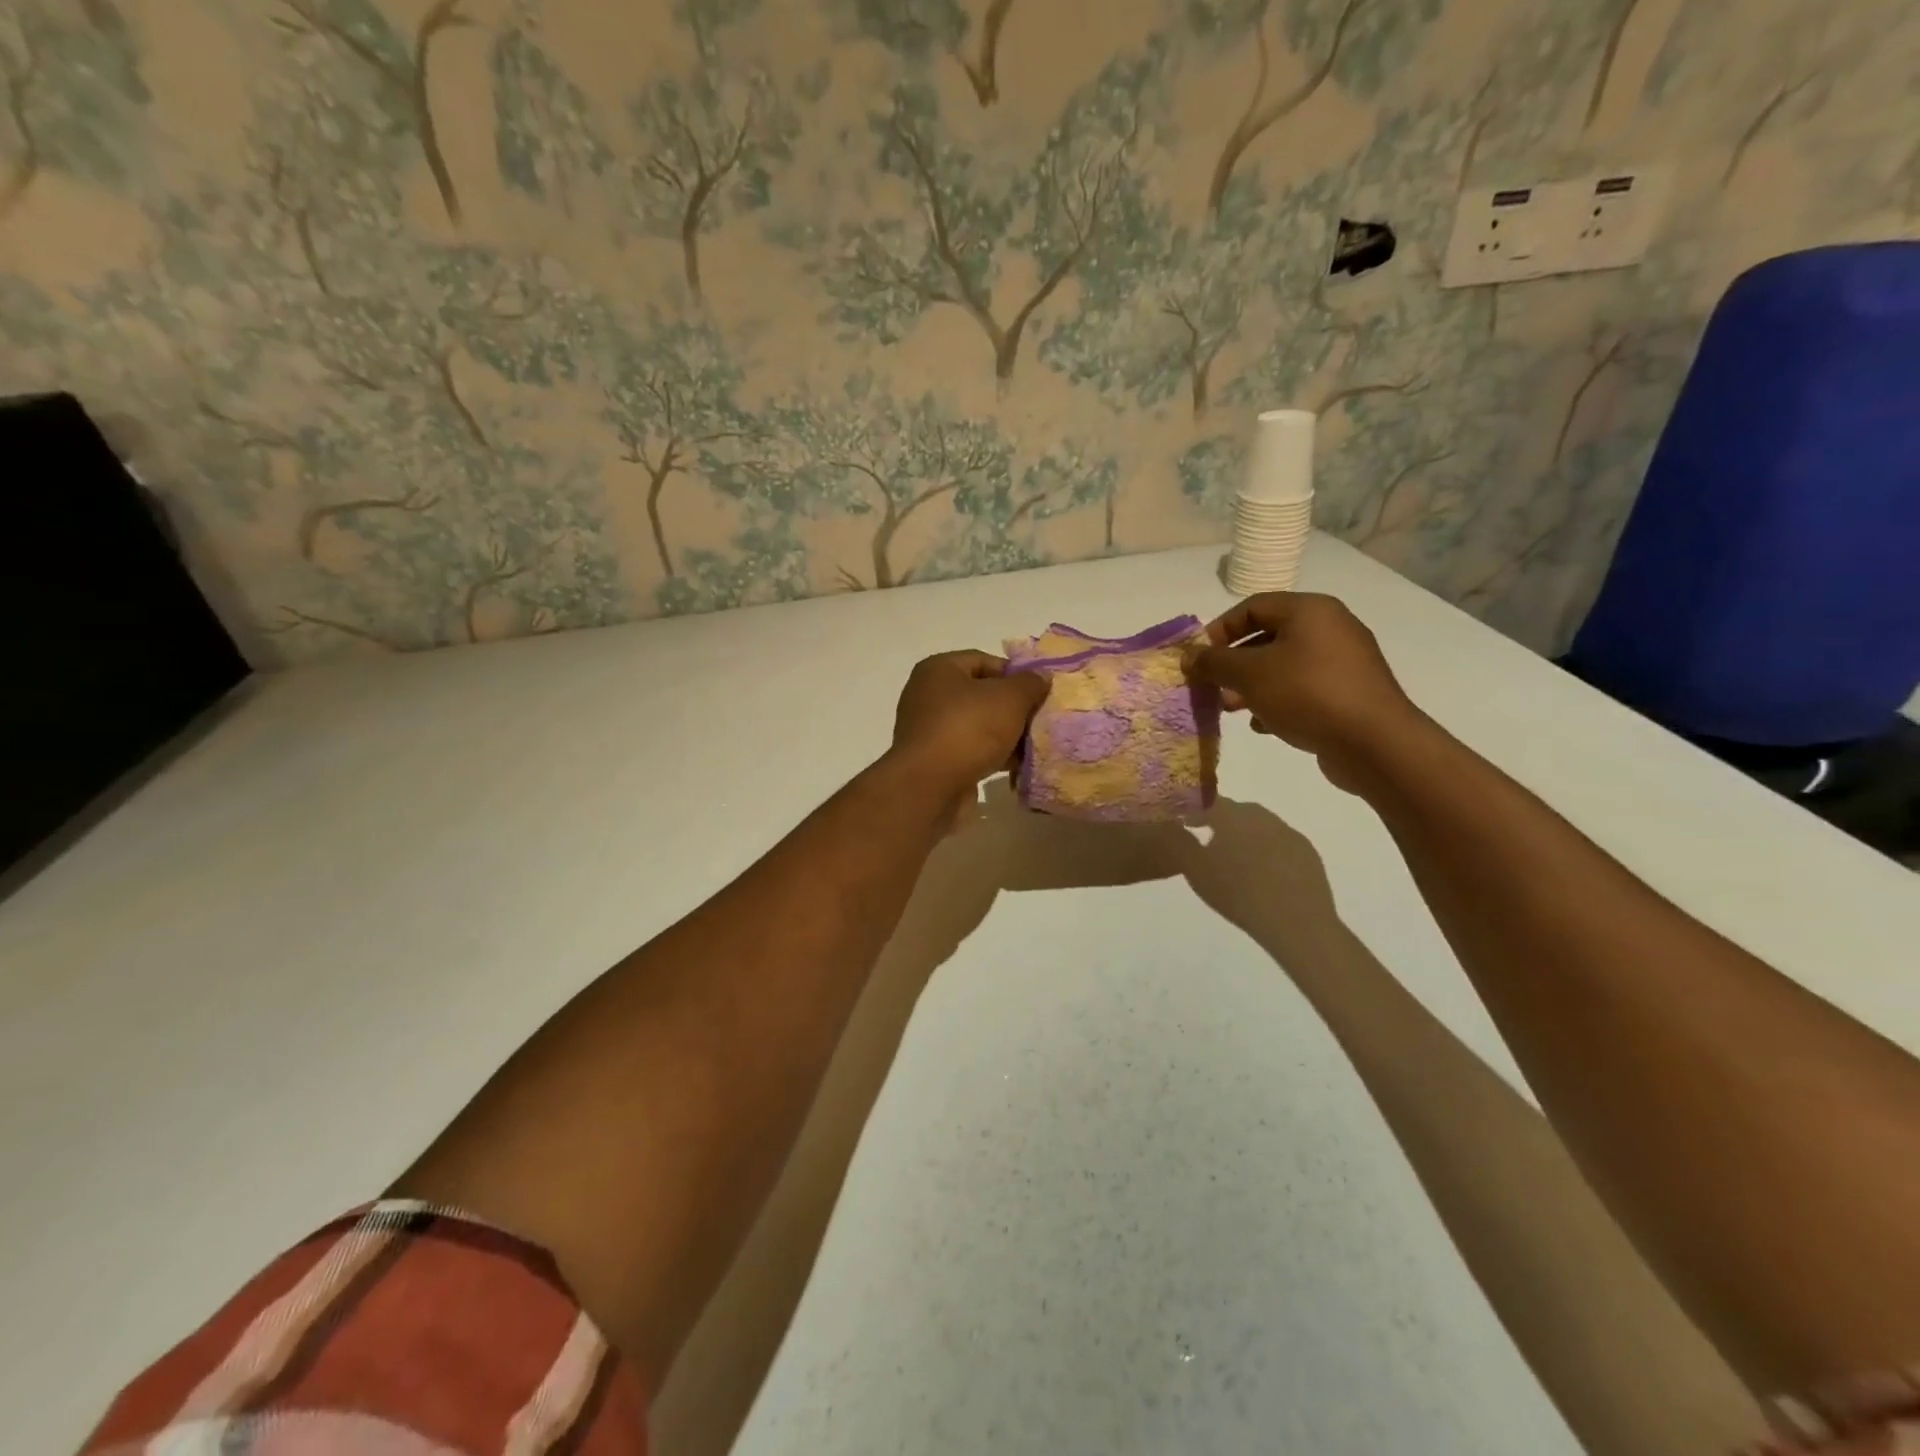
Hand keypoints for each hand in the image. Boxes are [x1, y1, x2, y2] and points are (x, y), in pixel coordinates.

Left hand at [889, 651, 1049, 798]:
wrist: (929, 787)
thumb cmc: (968, 730)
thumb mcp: (1009, 699)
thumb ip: (1030, 684)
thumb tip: (1041, 677)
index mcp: (939, 669)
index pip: (984, 660)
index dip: (1015, 674)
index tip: (1040, 692)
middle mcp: (928, 695)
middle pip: (982, 694)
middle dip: (1013, 708)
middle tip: (1040, 720)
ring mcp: (929, 730)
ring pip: (978, 726)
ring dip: (1006, 735)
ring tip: (1034, 746)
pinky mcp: (934, 761)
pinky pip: (970, 751)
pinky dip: (992, 756)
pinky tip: (1016, 767)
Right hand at [1176, 798, 1338, 948]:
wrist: (1296, 922)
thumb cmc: (1238, 894)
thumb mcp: (1195, 871)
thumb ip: (1180, 843)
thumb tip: (1171, 825)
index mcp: (1232, 816)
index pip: (1207, 801)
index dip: (1192, 809)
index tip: (1183, 823)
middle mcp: (1261, 816)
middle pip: (1236, 811)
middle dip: (1220, 820)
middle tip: (1207, 838)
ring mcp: (1288, 832)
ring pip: (1259, 825)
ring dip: (1244, 834)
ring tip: (1234, 857)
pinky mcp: (1307, 852)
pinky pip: (1279, 842)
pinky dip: (1266, 849)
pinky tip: (1263, 871)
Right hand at [1184, 593, 1423, 789]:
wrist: (1374, 742)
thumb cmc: (1307, 694)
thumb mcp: (1250, 674)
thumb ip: (1214, 662)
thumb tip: (1189, 656)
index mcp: (1309, 610)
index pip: (1252, 606)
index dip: (1219, 629)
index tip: (1198, 658)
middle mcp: (1330, 627)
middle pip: (1267, 636)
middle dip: (1233, 662)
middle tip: (1212, 686)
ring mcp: (1343, 661)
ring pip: (1283, 665)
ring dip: (1251, 685)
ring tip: (1230, 709)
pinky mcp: (1348, 692)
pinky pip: (1303, 688)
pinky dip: (1278, 700)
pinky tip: (1263, 725)